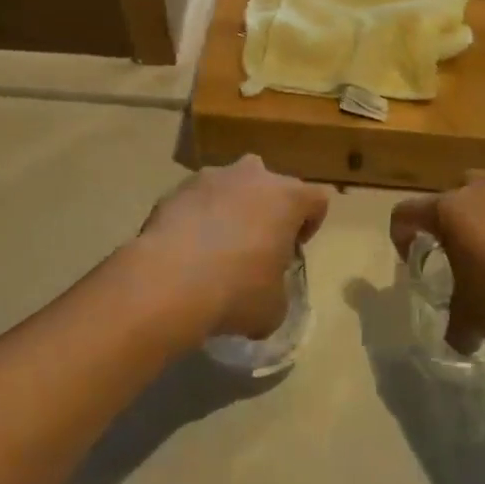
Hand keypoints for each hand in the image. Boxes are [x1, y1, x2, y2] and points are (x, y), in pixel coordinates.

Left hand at [136, 157, 328, 341]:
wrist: (168, 283)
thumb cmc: (237, 291)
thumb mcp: (274, 307)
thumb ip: (278, 290)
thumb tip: (265, 295)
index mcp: (288, 197)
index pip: (316, 200)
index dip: (310, 224)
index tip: (293, 250)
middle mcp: (252, 176)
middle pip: (271, 185)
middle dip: (267, 210)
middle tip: (256, 246)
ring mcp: (210, 178)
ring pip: (230, 188)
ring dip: (229, 210)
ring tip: (215, 249)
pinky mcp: (174, 190)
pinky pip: (196, 201)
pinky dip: (196, 219)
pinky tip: (186, 252)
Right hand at [389, 172, 484, 352]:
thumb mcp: (472, 318)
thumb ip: (457, 329)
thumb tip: (458, 341)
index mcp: (448, 211)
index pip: (406, 212)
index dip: (400, 234)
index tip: (411, 259)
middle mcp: (477, 191)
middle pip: (452, 193)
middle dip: (450, 219)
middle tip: (457, 251)